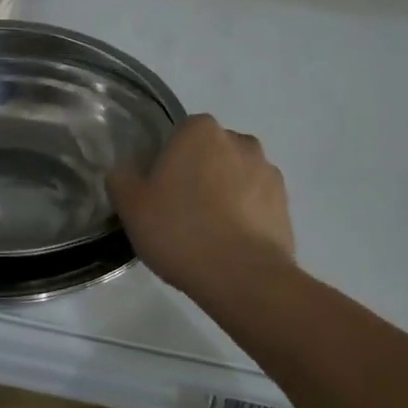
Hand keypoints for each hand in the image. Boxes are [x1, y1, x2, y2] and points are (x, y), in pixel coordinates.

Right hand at [108, 114, 295, 298]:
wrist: (243, 277)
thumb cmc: (181, 230)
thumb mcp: (132, 207)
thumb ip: (121, 181)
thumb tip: (122, 174)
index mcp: (200, 130)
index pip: (179, 135)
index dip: (167, 162)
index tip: (159, 191)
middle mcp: (239, 140)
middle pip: (211, 153)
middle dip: (199, 174)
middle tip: (180, 212)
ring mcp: (268, 172)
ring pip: (236, 177)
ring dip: (225, 194)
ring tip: (208, 233)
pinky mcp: (285, 204)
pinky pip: (257, 203)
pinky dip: (246, 216)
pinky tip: (231, 245)